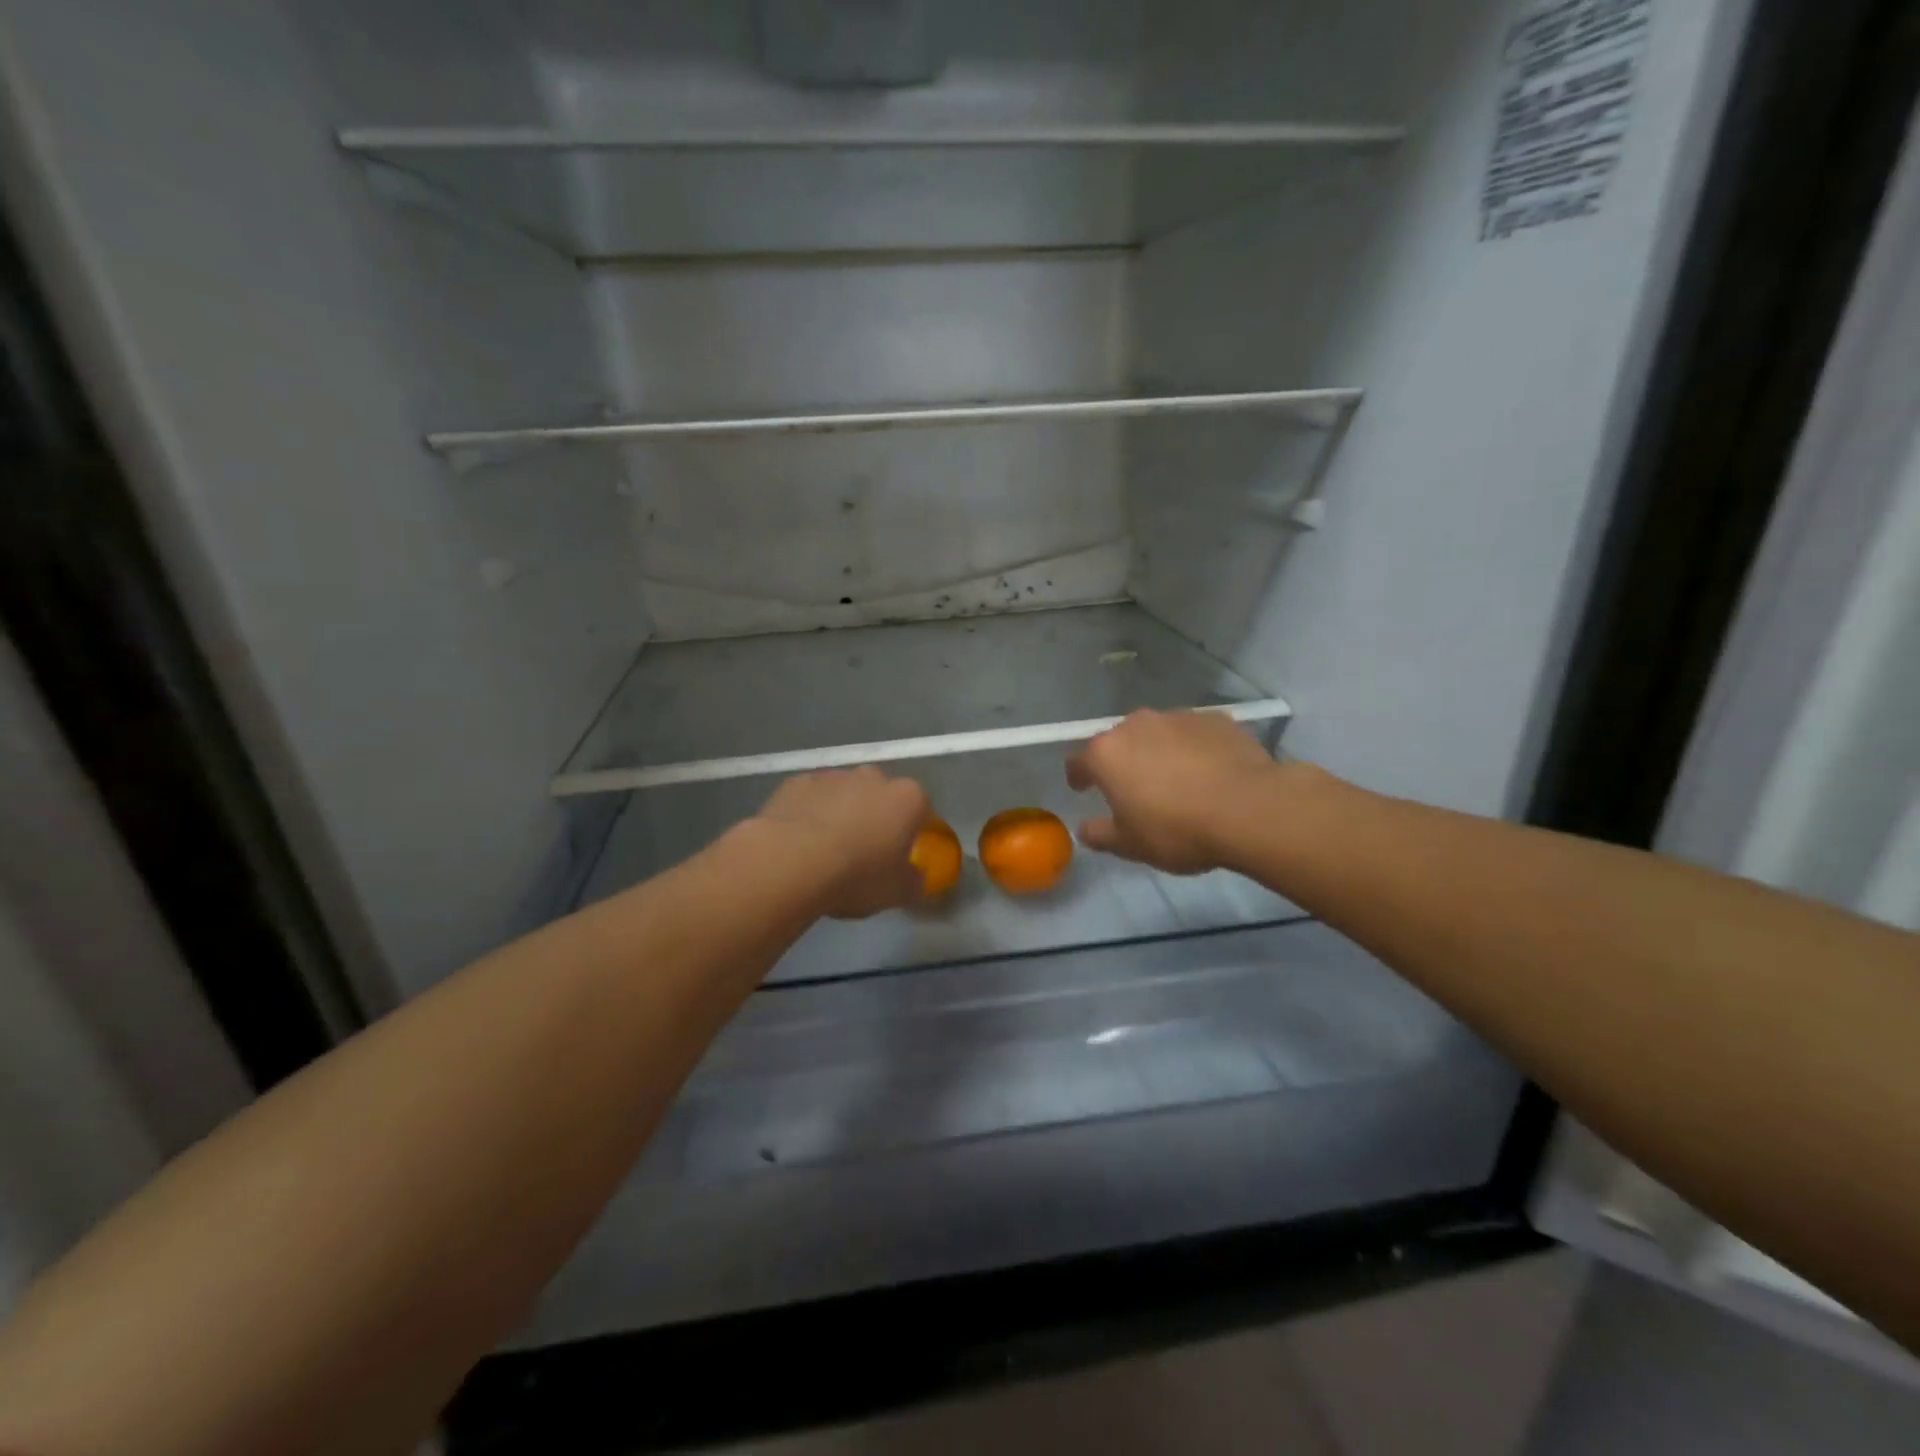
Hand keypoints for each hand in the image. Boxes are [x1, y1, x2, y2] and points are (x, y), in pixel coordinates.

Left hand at [753, 766, 929, 918]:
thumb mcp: (897, 892)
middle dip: (875, 817)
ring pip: (843, 794)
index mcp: (907, 799)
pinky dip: (808, 813)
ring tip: (824, 851)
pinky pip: (810, 797)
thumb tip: (915, 879)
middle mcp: (873, 777)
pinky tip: (797, 843)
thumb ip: (913, 882)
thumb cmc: (857, 876)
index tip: (898, 856)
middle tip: (862, 853)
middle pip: (880, 795)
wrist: (791, 863)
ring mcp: (832, 776)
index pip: (920, 809)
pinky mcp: (796, 782)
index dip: (910, 832)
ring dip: (840, 813)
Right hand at [1066, 709, 1279, 873]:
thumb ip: (1101, 835)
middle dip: (1122, 761)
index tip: (1083, 789)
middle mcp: (1137, 725)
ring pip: (1158, 734)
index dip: (1079, 776)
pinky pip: (1193, 734)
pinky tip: (1208, 772)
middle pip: (1119, 741)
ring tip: (1176, 780)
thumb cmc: (1177, 829)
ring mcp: (1177, 717)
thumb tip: (1084, 830)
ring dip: (1158, 752)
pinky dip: (1193, 749)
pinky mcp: (1215, 719)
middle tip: (1134, 789)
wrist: (1249, 809)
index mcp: (1107, 753)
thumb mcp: (1131, 845)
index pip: (1079, 761)